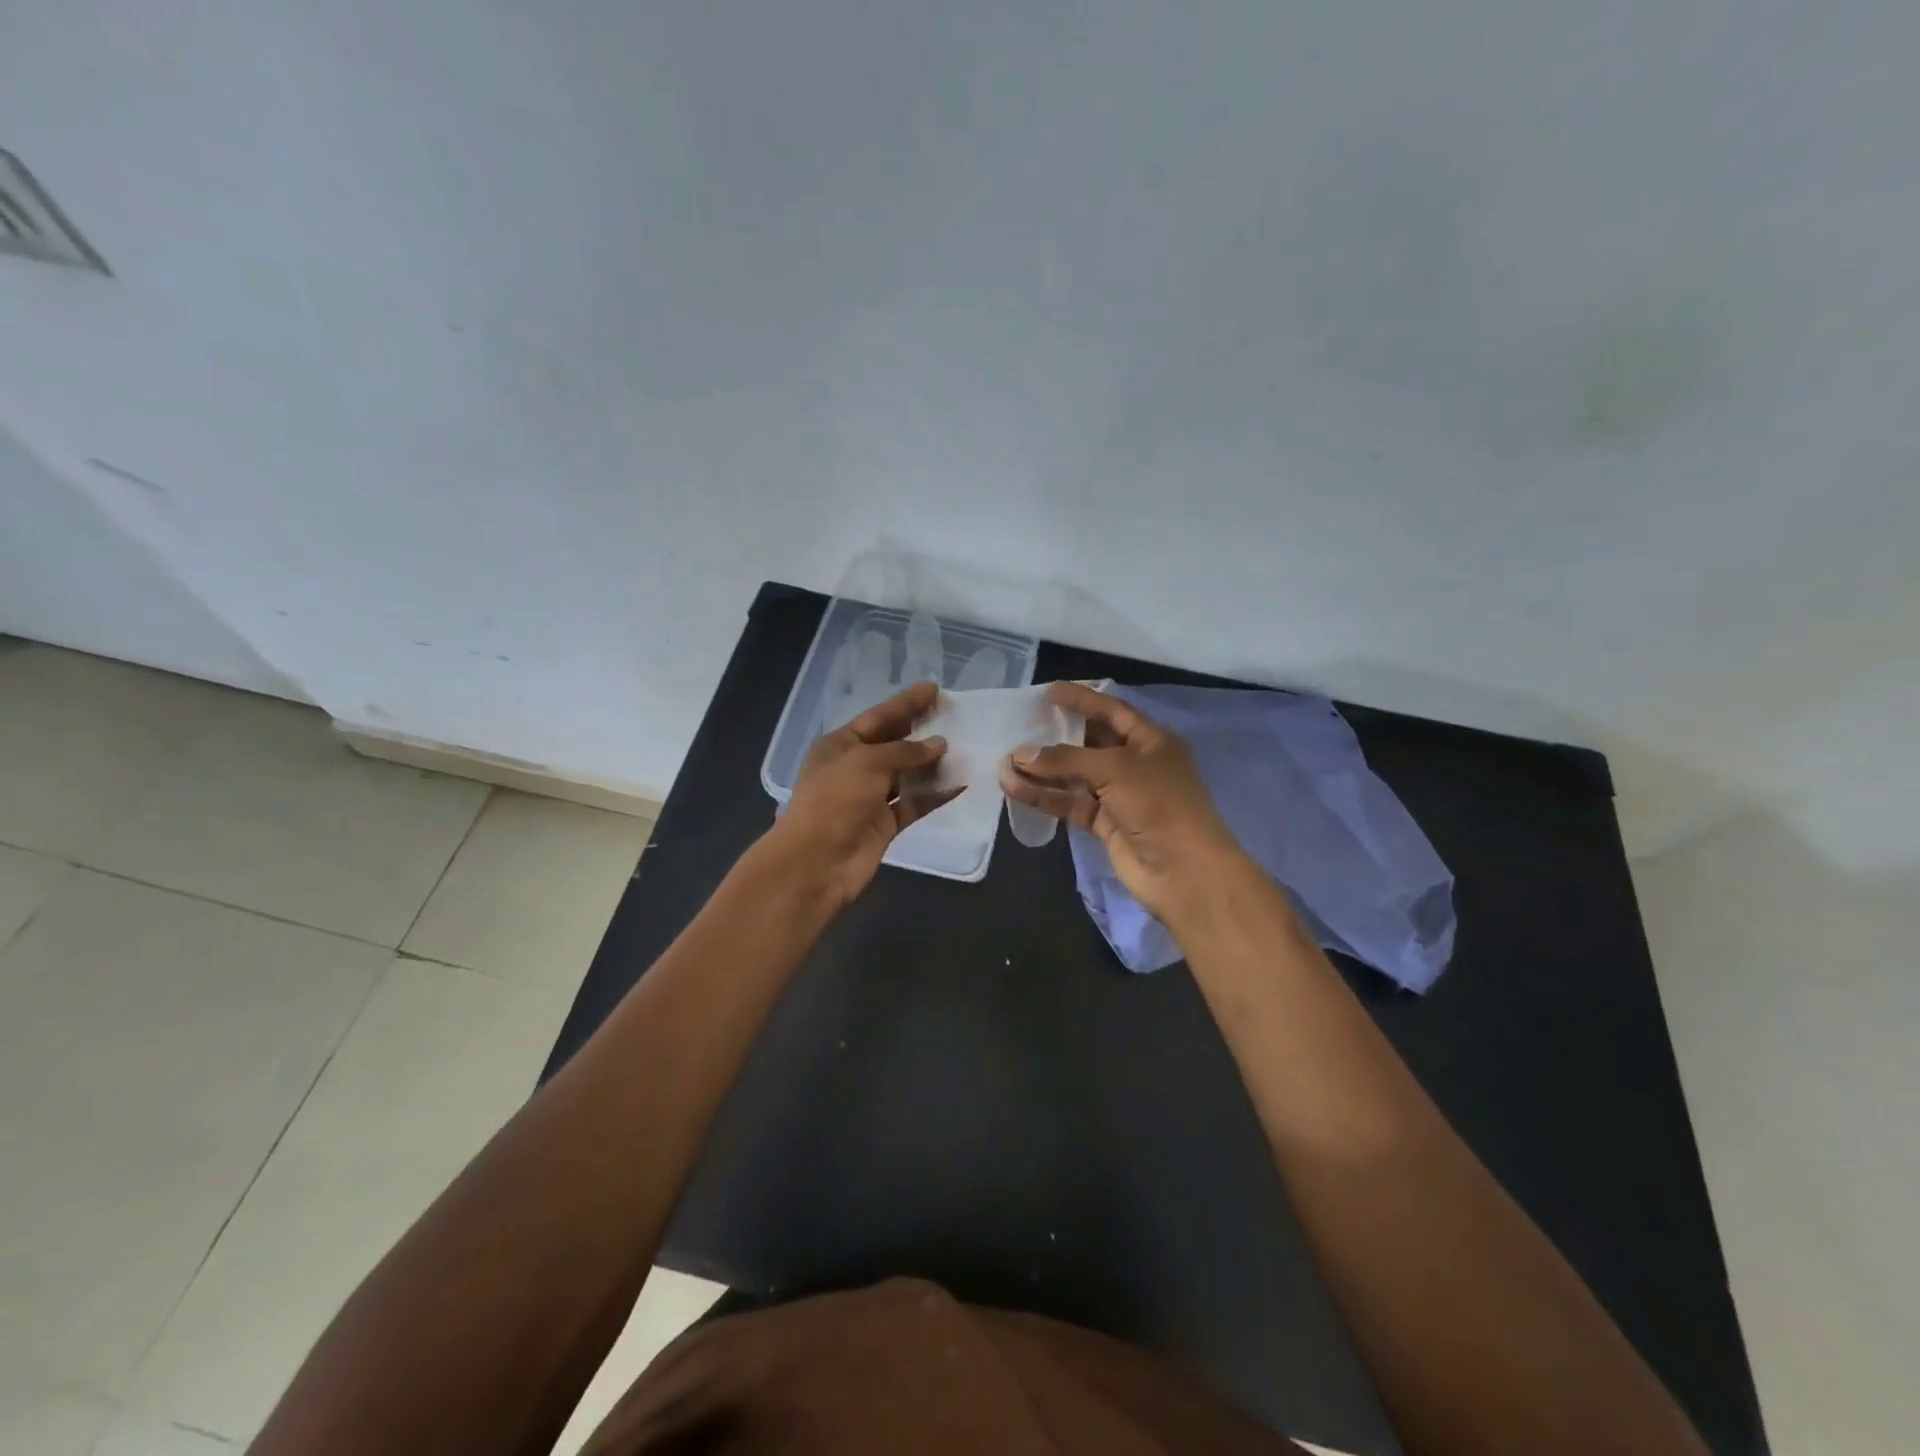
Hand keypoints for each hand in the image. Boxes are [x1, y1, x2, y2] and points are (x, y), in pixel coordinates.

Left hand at [770, 680, 955, 908]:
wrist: (817, 861)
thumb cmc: (835, 800)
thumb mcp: (867, 762)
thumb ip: (905, 751)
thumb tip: (939, 744)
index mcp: (840, 745)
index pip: (878, 717)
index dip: (906, 703)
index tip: (934, 689)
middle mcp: (855, 767)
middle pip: (894, 743)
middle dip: (921, 729)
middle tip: (953, 714)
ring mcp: (871, 797)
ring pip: (908, 774)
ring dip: (933, 763)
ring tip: (965, 747)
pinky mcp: (886, 824)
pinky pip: (915, 803)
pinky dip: (936, 794)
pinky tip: (961, 783)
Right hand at [999, 682, 1245, 923]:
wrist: (1183, 871)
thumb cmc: (1158, 803)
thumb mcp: (1115, 769)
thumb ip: (1066, 759)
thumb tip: (1020, 755)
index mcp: (1152, 741)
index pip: (1112, 711)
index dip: (1082, 700)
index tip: (1049, 692)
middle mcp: (1137, 764)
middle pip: (1091, 743)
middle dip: (1057, 736)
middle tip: (1021, 726)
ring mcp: (1120, 796)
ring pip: (1076, 776)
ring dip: (1043, 770)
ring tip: (1006, 762)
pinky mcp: (1105, 824)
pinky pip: (1071, 803)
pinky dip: (1046, 796)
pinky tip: (1016, 788)